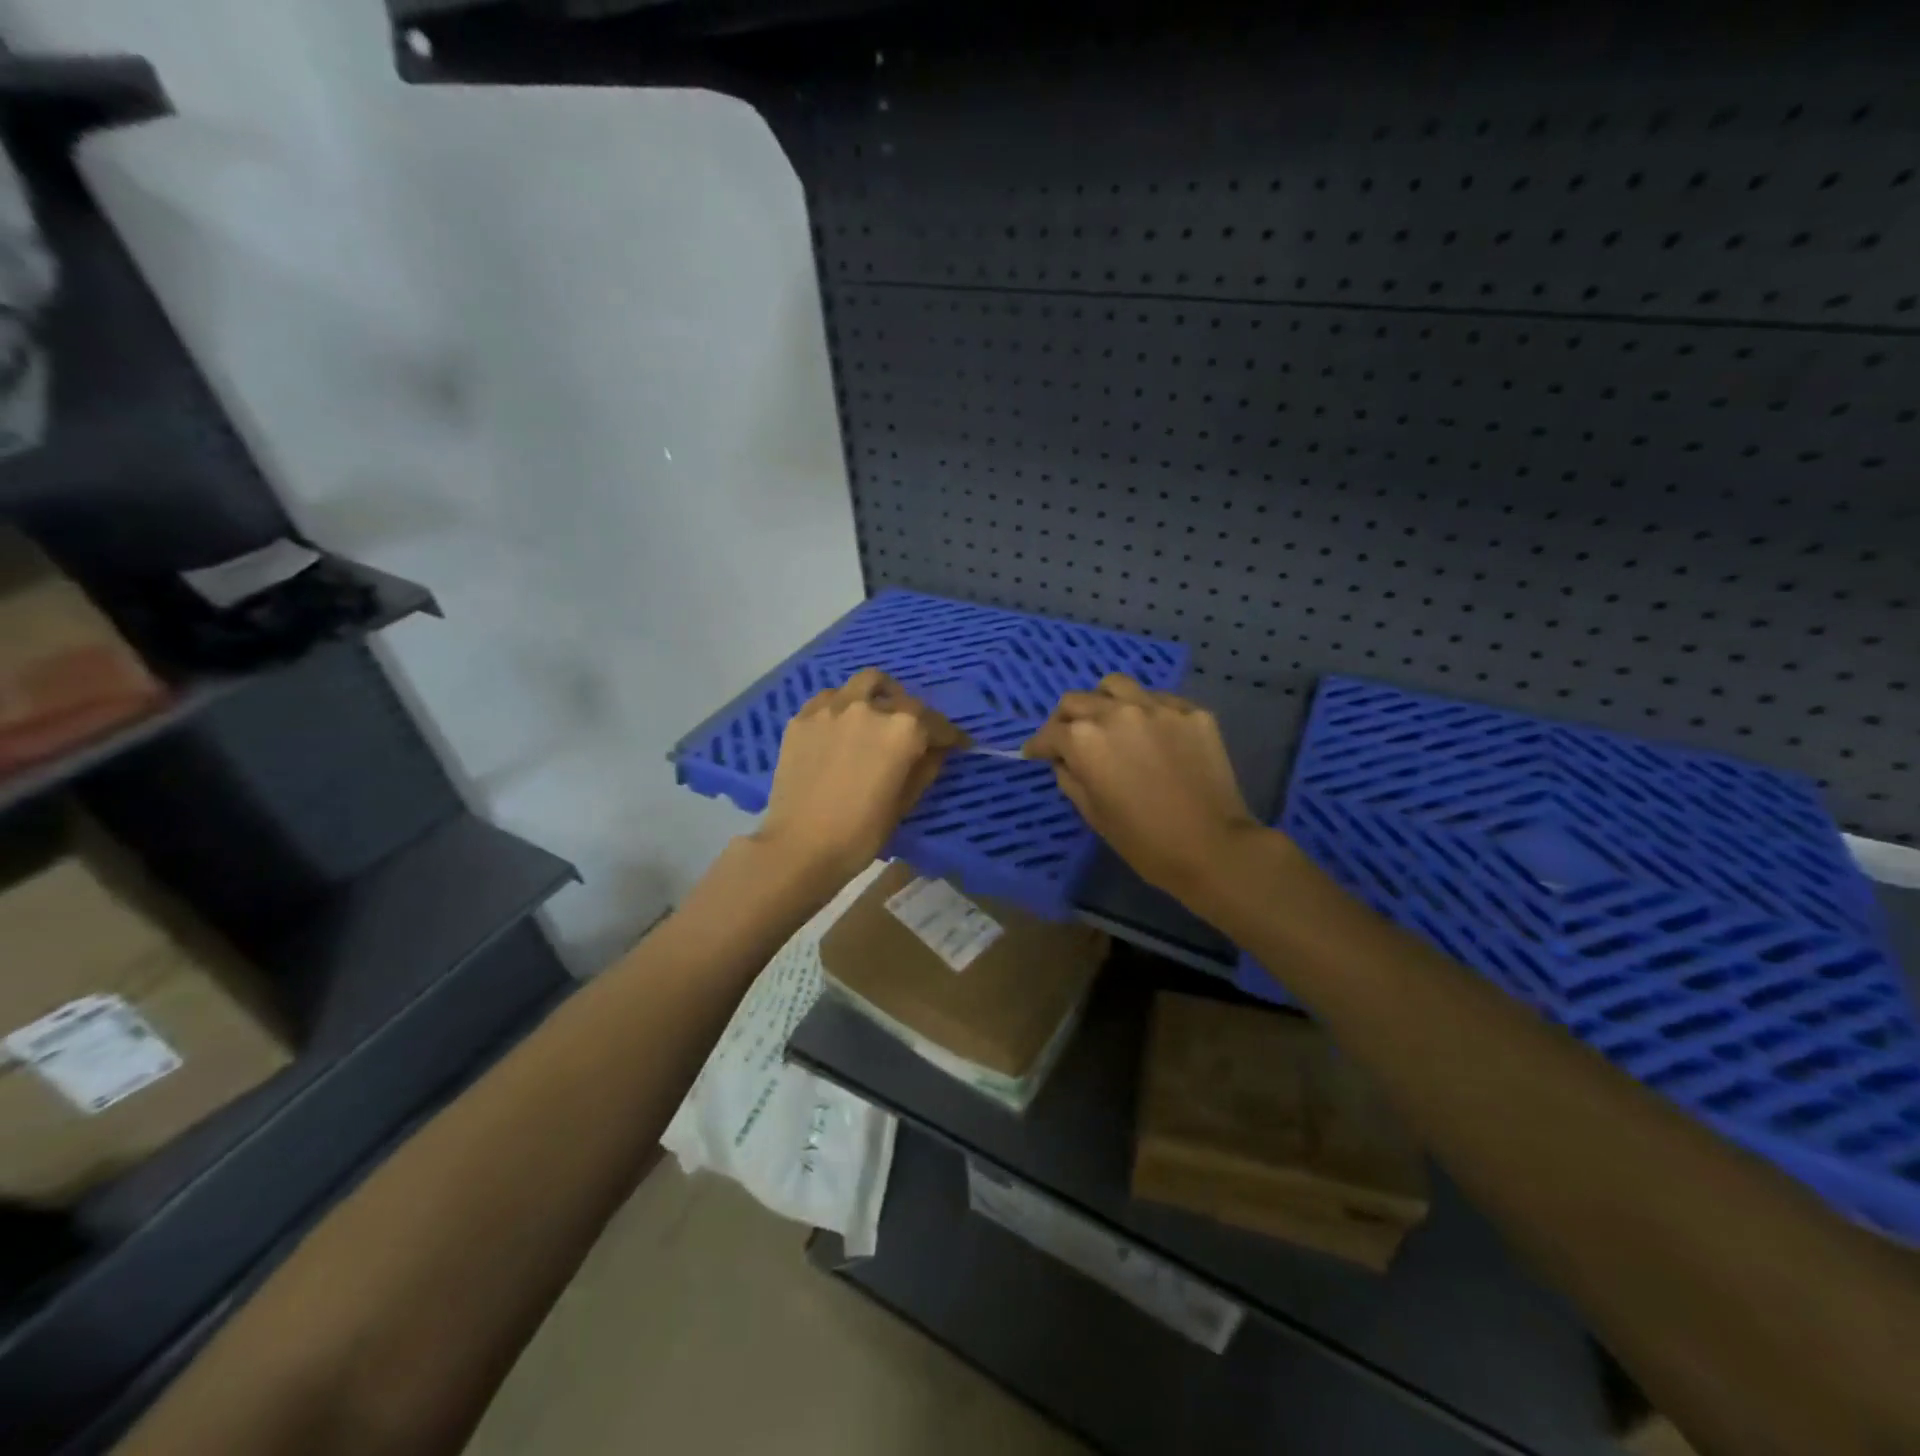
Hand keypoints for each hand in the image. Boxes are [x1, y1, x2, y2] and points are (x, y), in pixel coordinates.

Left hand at [754, 667, 961, 885]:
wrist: (800, 846)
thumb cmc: (861, 833)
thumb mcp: (905, 803)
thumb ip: (925, 768)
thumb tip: (936, 749)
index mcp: (903, 730)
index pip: (936, 723)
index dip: (949, 735)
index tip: (956, 743)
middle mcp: (870, 708)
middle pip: (903, 700)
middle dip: (916, 716)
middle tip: (914, 735)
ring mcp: (832, 708)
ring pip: (865, 684)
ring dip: (879, 696)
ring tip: (877, 716)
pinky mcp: (802, 717)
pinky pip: (830, 698)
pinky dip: (844, 706)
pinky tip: (842, 726)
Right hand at [1023, 674, 1263, 902]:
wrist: (1212, 847)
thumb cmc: (1143, 840)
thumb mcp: (1092, 813)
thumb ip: (1070, 777)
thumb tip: (1065, 760)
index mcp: (1084, 739)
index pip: (1050, 733)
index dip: (1038, 746)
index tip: (1035, 753)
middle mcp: (1116, 712)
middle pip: (1076, 701)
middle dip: (1065, 720)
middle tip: (1068, 739)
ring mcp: (1157, 706)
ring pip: (1115, 686)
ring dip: (1103, 701)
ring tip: (1109, 721)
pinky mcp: (1191, 711)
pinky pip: (1157, 698)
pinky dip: (1144, 711)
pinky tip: (1150, 733)